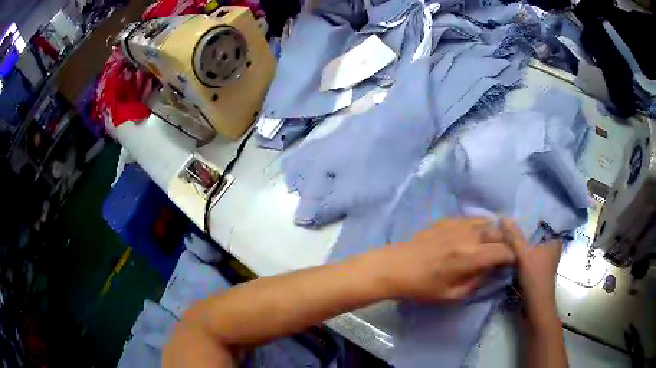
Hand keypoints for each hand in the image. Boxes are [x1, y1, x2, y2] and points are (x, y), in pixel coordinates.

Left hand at [382, 219, 516, 301]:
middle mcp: (470, 236)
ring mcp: (458, 224)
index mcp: (472, 257)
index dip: (512, 257)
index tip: (511, 264)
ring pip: (487, 222)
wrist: (396, 267)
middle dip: (506, 243)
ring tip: (491, 243)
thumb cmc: (423, 287)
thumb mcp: (453, 294)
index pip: (504, 251)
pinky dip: (479, 226)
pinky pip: (471, 219)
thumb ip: (478, 281)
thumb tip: (492, 271)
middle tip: (503, 253)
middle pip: (499, 232)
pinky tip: (474, 236)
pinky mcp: (447, 220)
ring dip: (494, 232)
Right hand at [502, 220, 561, 308]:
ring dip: (519, 243)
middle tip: (506, 223)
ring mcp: (544, 259)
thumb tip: (503, 218)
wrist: (536, 308)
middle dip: (521, 230)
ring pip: (530, 245)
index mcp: (554, 240)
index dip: (528, 217)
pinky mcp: (537, 269)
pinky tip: (509, 251)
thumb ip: (514, 237)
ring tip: (505, 235)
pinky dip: (519, 253)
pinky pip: (527, 255)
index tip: (515, 213)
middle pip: (534, 234)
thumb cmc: (535, 279)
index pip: (542, 221)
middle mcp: (551, 247)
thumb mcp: (524, 255)